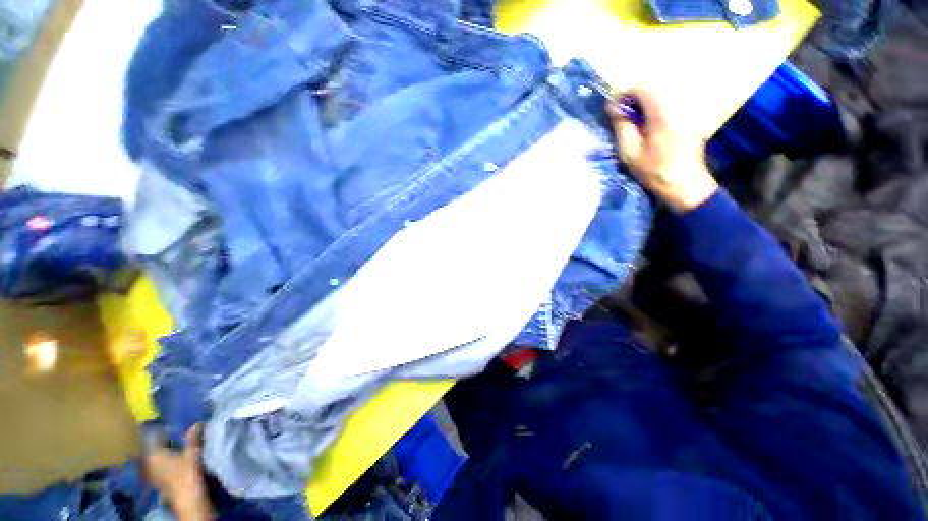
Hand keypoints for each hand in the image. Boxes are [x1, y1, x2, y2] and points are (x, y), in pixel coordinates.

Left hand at [142, 425, 214, 520]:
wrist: (188, 499)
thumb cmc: (187, 473)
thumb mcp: (193, 453)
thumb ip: (193, 438)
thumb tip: (197, 423)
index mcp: (152, 454)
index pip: (153, 436)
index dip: (161, 429)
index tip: (171, 422)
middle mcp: (148, 463)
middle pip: (154, 447)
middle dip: (164, 440)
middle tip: (176, 431)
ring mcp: (153, 474)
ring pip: (157, 458)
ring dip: (166, 451)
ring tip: (178, 444)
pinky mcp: (160, 482)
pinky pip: (161, 466)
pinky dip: (167, 461)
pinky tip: (176, 459)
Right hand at [607, 89, 717, 211]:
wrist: (684, 183)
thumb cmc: (653, 170)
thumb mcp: (629, 152)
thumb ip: (621, 125)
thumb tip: (612, 106)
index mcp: (662, 113)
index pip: (642, 86)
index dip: (624, 93)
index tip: (614, 109)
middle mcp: (678, 105)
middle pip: (653, 86)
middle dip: (633, 97)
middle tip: (622, 116)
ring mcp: (687, 109)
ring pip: (661, 92)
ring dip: (643, 102)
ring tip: (634, 121)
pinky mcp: (690, 115)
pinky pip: (669, 101)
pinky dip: (654, 107)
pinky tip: (649, 125)